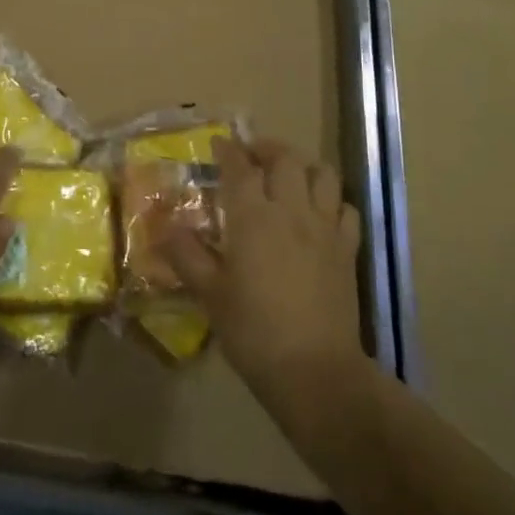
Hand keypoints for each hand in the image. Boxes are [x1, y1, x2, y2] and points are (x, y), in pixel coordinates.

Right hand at [159, 138, 365, 403]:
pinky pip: (346, 208)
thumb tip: (167, 227)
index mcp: (252, 218)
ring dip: (303, 166)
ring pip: (321, 174)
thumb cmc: (253, 331)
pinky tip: (319, 213)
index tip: (219, 143)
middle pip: (284, 159)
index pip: (239, 167)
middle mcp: (290, 211)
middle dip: (266, 148)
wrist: (315, 371)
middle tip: (251, 156)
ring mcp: (324, 228)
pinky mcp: (347, 249)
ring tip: (287, 176)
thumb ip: (187, 255)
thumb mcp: (209, 294)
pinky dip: (332, 200)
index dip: (228, 150)